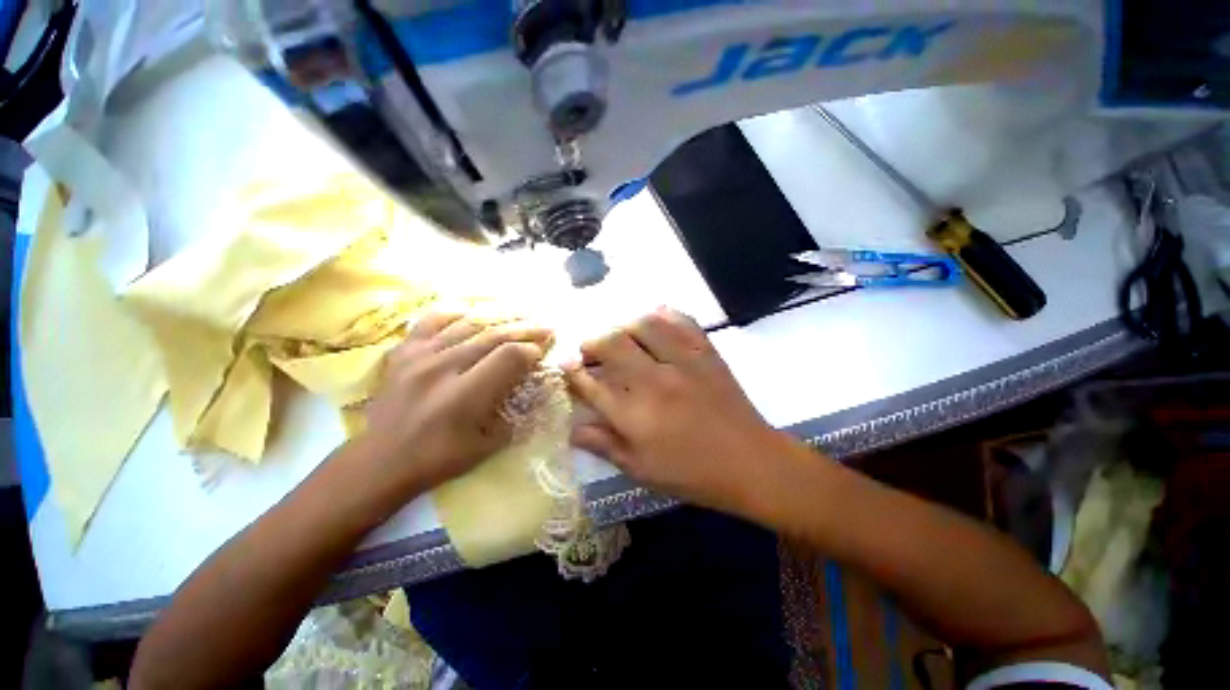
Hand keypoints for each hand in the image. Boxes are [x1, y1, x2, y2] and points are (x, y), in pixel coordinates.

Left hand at [357, 313, 552, 495]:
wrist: (380, 462)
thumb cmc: (438, 459)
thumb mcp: (487, 446)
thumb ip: (515, 415)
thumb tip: (536, 391)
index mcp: (463, 396)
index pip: (507, 356)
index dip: (530, 350)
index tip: (541, 353)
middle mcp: (442, 368)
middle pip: (492, 335)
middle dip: (525, 329)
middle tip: (545, 326)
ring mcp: (419, 356)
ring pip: (467, 324)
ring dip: (499, 318)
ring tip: (519, 315)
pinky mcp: (403, 353)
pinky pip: (432, 321)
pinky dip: (455, 313)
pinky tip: (471, 312)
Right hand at [564, 308, 786, 513]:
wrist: (749, 461)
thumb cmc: (691, 472)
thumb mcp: (641, 468)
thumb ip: (604, 444)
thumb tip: (571, 428)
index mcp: (635, 415)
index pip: (591, 383)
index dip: (573, 372)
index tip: (566, 365)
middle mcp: (654, 381)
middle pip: (612, 343)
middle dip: (592, 342)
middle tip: (590, 350)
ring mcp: (683, 362)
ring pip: (644, 324)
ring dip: (624, 326)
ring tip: (621, 337)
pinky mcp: (706, 352)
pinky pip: (681, 320)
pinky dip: (663, 315)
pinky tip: (655, 321)